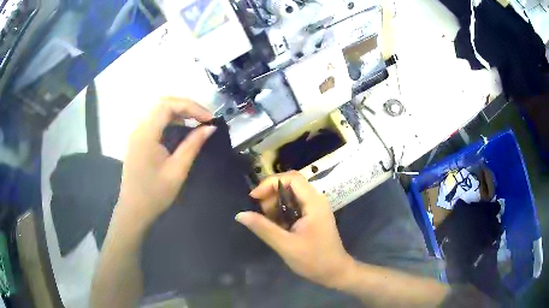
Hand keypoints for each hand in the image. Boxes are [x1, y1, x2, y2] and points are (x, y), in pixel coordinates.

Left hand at [115, 97, 215, 232]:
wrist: (134, 209)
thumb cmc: (155, 194)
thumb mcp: (177, 170)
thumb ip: (193, 145)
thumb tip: (210, 127)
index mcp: (146, 134)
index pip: (168, 106)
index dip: (191, 107)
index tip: (209, 119)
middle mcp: (139, 128)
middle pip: (162, 103)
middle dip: (186, 106)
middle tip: (204, 117)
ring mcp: (137, 133)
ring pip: (158, 110)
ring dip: (178, 111)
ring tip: (196, 121)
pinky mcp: (137, 139)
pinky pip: (155, 121)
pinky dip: (170, 119)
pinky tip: (181, 128)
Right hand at [235, 171, 353, 287]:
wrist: (334, 272)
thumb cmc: (313, 259)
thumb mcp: (286, 245)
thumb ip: (263, 228)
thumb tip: (240, 215)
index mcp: (314, 203)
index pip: (292, 178)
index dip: (270, 183)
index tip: (254, 198)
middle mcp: (316, 200)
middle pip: (291, 184)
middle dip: (271, 193)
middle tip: (260, 211)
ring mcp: (316, 208)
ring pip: (292, 194)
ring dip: (275, 202)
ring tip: (266, 219)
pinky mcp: (313, 216)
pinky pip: (295, 205)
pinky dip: (282, 210)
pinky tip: (275, 224)